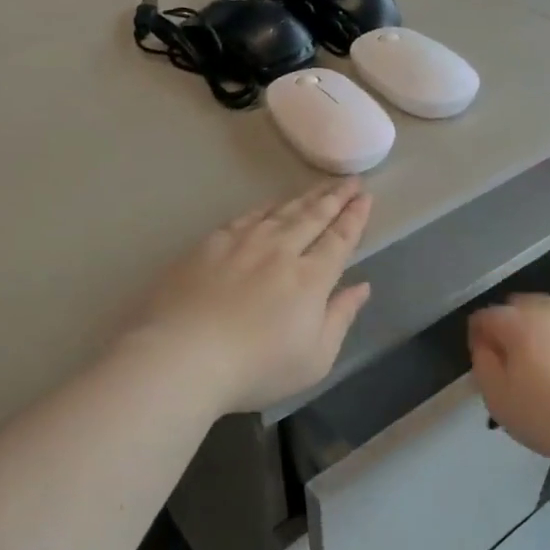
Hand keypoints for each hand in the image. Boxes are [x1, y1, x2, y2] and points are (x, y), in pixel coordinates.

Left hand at [124, 180, 372, 414]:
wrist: (183, 356)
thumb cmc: (256, 368)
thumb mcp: (314, 359)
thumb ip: (341, 317)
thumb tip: (362, 286)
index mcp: (310, 279)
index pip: (339, 239)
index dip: (354, 217)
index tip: (365, 197)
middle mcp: (280, 251)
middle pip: (313, 217)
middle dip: (336, 198)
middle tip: (351, 181)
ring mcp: (243, 243)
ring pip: (282, 211)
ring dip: (306, 197)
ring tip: (321, 187)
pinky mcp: (211, 244)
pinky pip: (247, 216)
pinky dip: (266, 206)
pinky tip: (272, 203)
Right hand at [468, 292, 549, 466]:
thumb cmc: (545, 417)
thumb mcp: (498, 399)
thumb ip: (483, 364)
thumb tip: (483, 343)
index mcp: (518, 327)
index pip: (487, 316)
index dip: (476, 330)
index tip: (477, 350)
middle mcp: (549, 314)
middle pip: (519, 303)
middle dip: (505, 317)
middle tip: (504, 346)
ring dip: (535, 312)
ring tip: (532, 331)